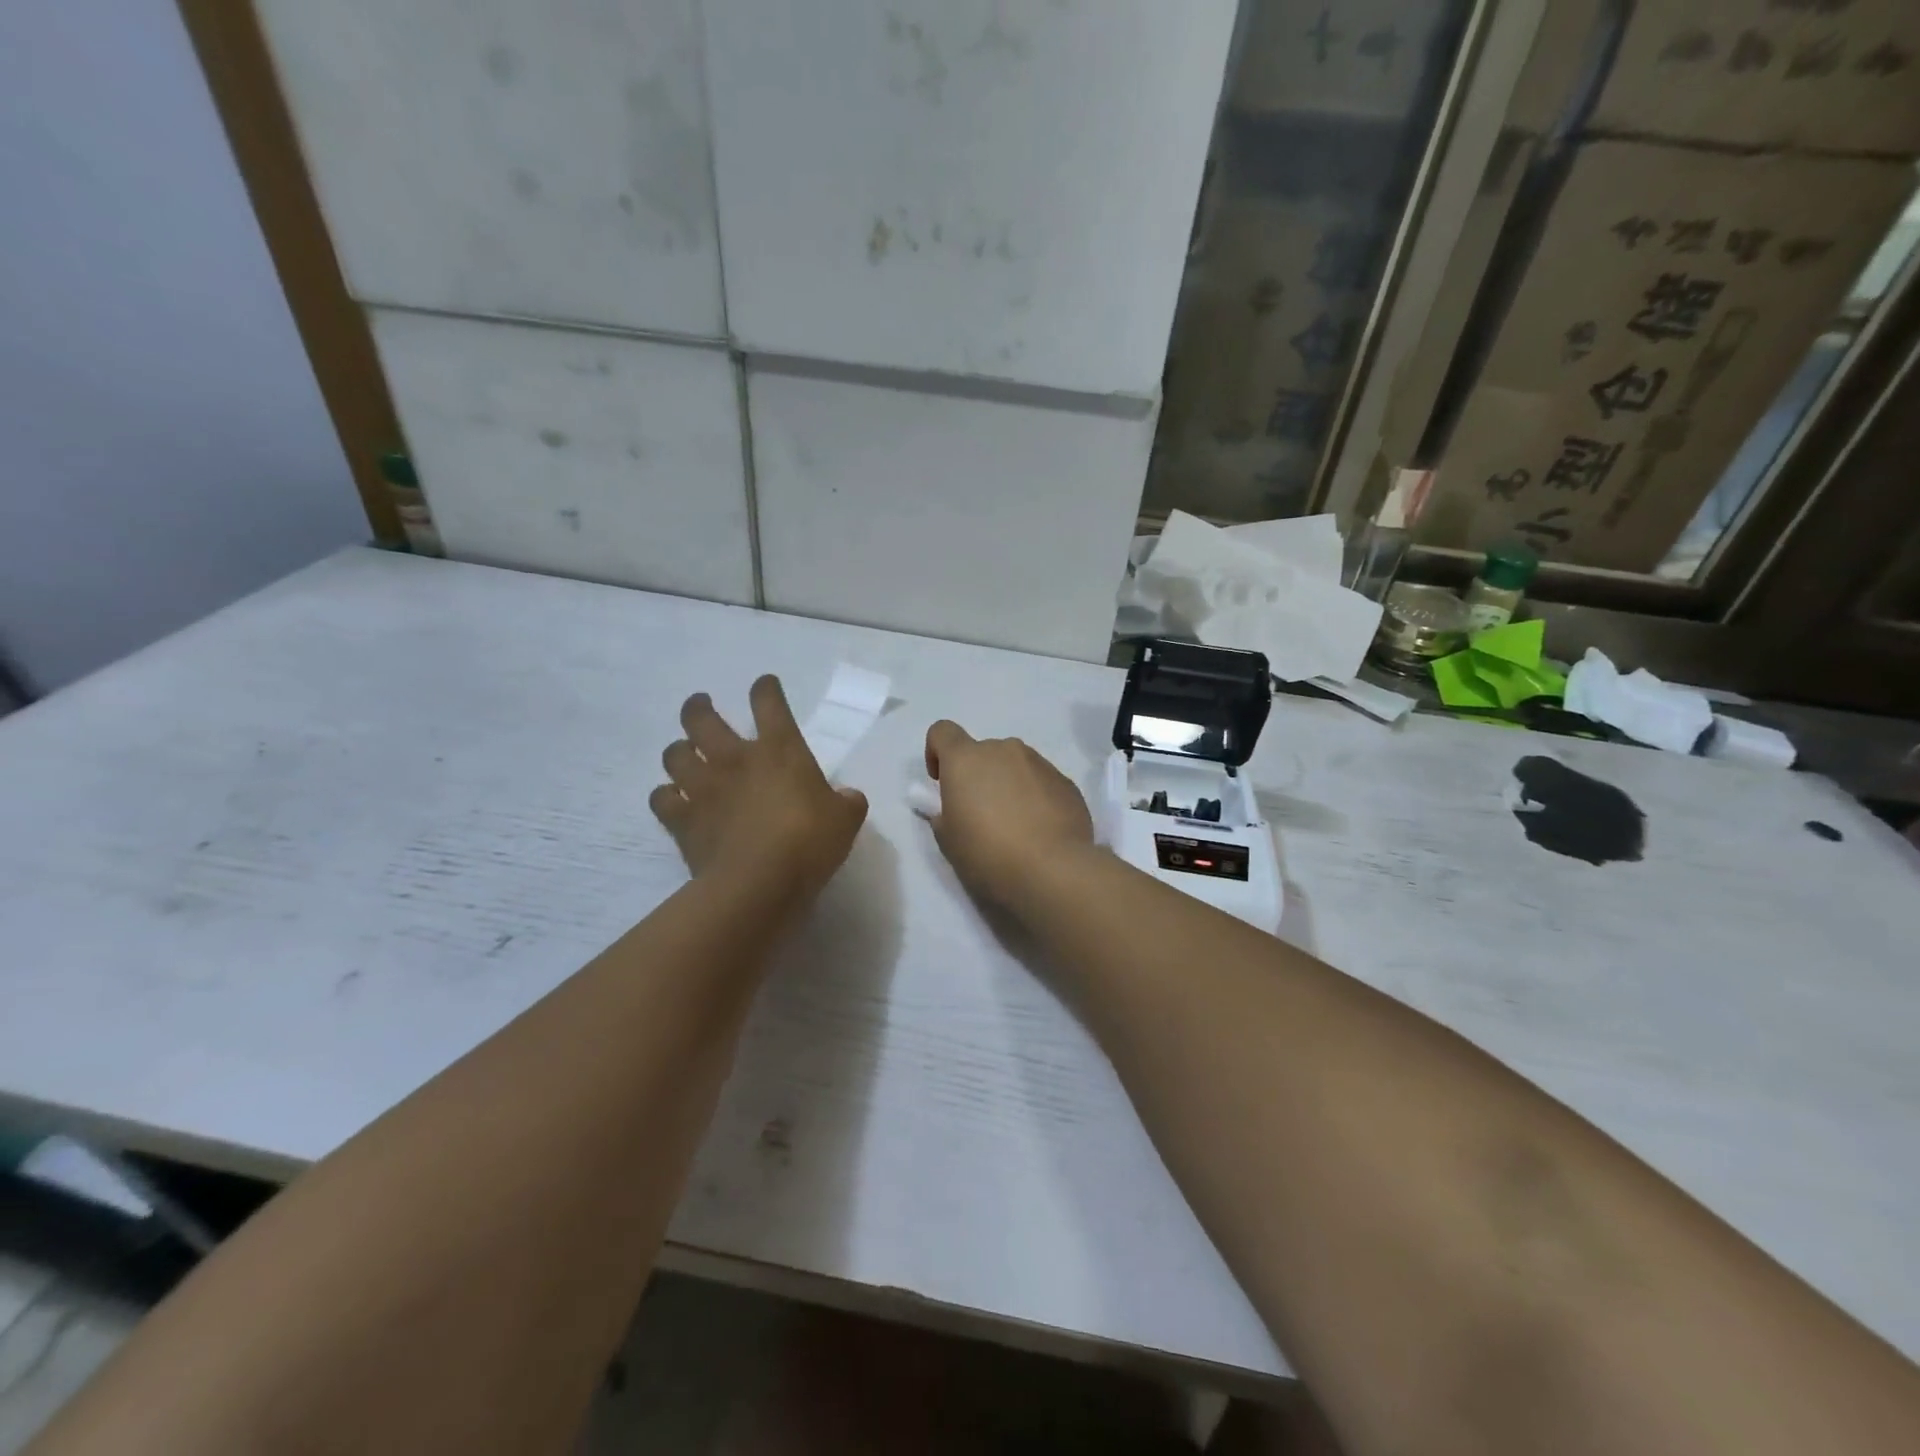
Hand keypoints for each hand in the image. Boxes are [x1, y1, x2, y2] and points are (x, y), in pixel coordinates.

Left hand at [651, 676, 867, 898]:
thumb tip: (847, 797)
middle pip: (702, 718)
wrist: (758, 883)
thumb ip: (847, 803)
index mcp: (779, 750)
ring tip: (686, 754)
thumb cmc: (808, 843)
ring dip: (679, 751)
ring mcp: (703, 787)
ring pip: (675, 754)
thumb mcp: (845, 821)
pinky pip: (662, 798)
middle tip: (701, 706)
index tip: (764, 685)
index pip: (769, 704)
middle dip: (699, 707)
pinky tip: (674, 799)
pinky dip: (666, 796)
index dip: (765, 689)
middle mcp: (735, 759)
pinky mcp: (682, 820)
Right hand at [923, 721, 1094, 913]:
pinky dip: (1035, 798)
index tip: (942, 782)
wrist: (1053, 870)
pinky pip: (1041, 782)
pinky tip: (1040, 831)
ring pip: (1015, 766)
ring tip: (1015, 826)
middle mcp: (1003, 750)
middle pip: (982, 752)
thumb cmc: (988, 853)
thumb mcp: (948, 840)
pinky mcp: (1067, 782)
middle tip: (981, 816)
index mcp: (966, 759)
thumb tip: (955, 808)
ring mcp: (1039, 763)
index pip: (942, 731)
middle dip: (978, 776)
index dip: (936, 752)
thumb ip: (944, 815)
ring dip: (1008, 785)